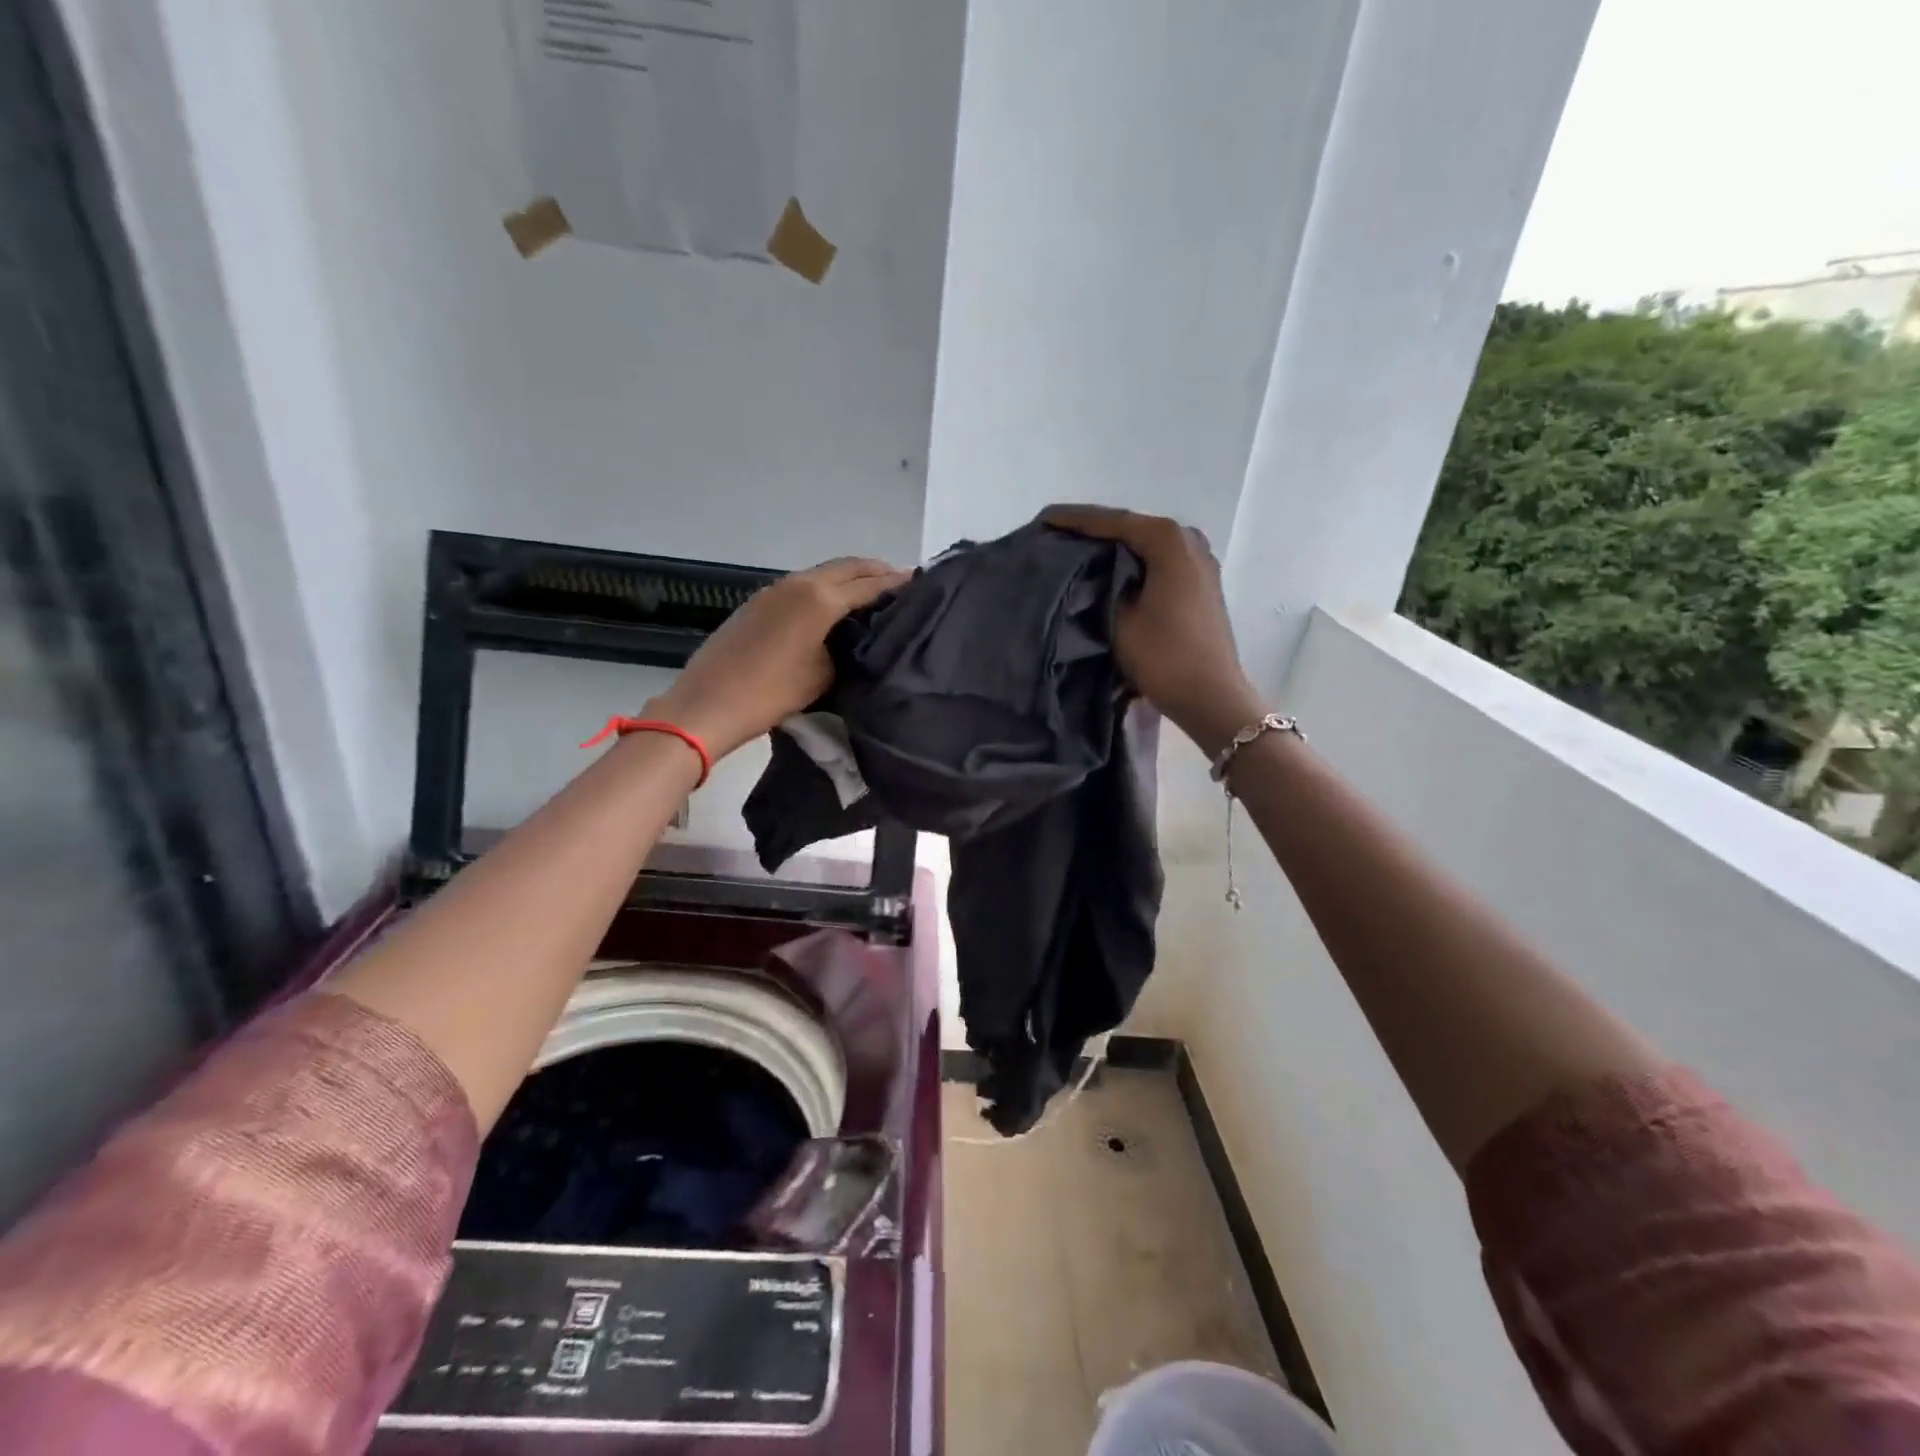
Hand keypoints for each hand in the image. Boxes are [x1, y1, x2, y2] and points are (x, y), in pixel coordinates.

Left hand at [646, 557, 907, 759]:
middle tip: (901, 581)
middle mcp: (798, 584)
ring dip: (849, 577)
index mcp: (819, 599)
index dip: (896, 583)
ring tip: (872, 591)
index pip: (868, 584)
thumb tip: (855, 636)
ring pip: (822, 573)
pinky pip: (802, 585)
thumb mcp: (822, 675)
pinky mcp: (758, 602)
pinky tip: (833, 605)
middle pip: (846, 567)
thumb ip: (846, 648)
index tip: (919, 584)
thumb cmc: (771, 694)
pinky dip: (826, 587)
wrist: (708, 704)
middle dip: (875, 570)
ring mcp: (774, 589)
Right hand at [1042, 505, 1262, 755]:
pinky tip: (1109, 570)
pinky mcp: (1200, 583)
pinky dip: (1133, 563)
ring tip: (1076, 550)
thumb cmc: (1163, 656)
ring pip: (1145, 546)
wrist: (1211, 697)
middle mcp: (1188, 540)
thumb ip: (1100, 584)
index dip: (1074, 520)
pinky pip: (1158, 562)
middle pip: (1131, 528)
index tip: (1044, 518)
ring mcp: (1199, 561)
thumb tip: (1091, 572)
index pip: (1112, 522)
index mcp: (1168, 540)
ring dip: (1113, 548)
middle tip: (1055, 533)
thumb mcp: (1119, 618)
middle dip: (1094, 531)